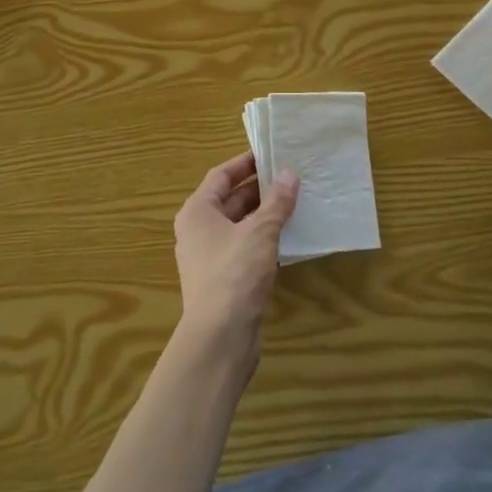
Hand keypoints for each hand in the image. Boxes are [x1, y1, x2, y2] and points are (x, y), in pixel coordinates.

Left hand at [173, 151, 298, 366]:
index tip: (270, 154)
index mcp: (197, 211)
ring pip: (238, 226)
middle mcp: (197, 230)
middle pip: (229, 200)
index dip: (245, 163)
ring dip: (263, 215)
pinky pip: (243, 248)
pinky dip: (262, 239)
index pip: (221, 175)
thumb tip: (289, 174)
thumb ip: (276, 202)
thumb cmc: (234, 273)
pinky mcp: (222, 280)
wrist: (219, 337)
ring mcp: (208, 257)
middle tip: (290, 177)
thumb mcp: (260, 232)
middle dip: (259, 189)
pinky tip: (287, 238)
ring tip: (294, 203)